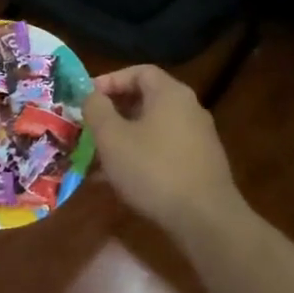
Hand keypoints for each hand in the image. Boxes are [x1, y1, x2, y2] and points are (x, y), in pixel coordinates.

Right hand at [83, 65, 244, 235]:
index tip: (87, 98)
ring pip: (151, 129)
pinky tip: (118, 181)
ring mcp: (198, 139)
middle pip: (146, 100)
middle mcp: (189, 109)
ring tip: (96, 158)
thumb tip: (92, 95)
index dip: (110, 80)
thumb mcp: (112, 137)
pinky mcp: (200, 165)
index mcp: (170, 94)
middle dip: (113, 112)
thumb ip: (96, 109)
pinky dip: (139, 157)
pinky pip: (163, 151)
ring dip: (123, 138)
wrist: (206, 220)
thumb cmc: (153, 170)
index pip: (139, 71)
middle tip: (88, 127)